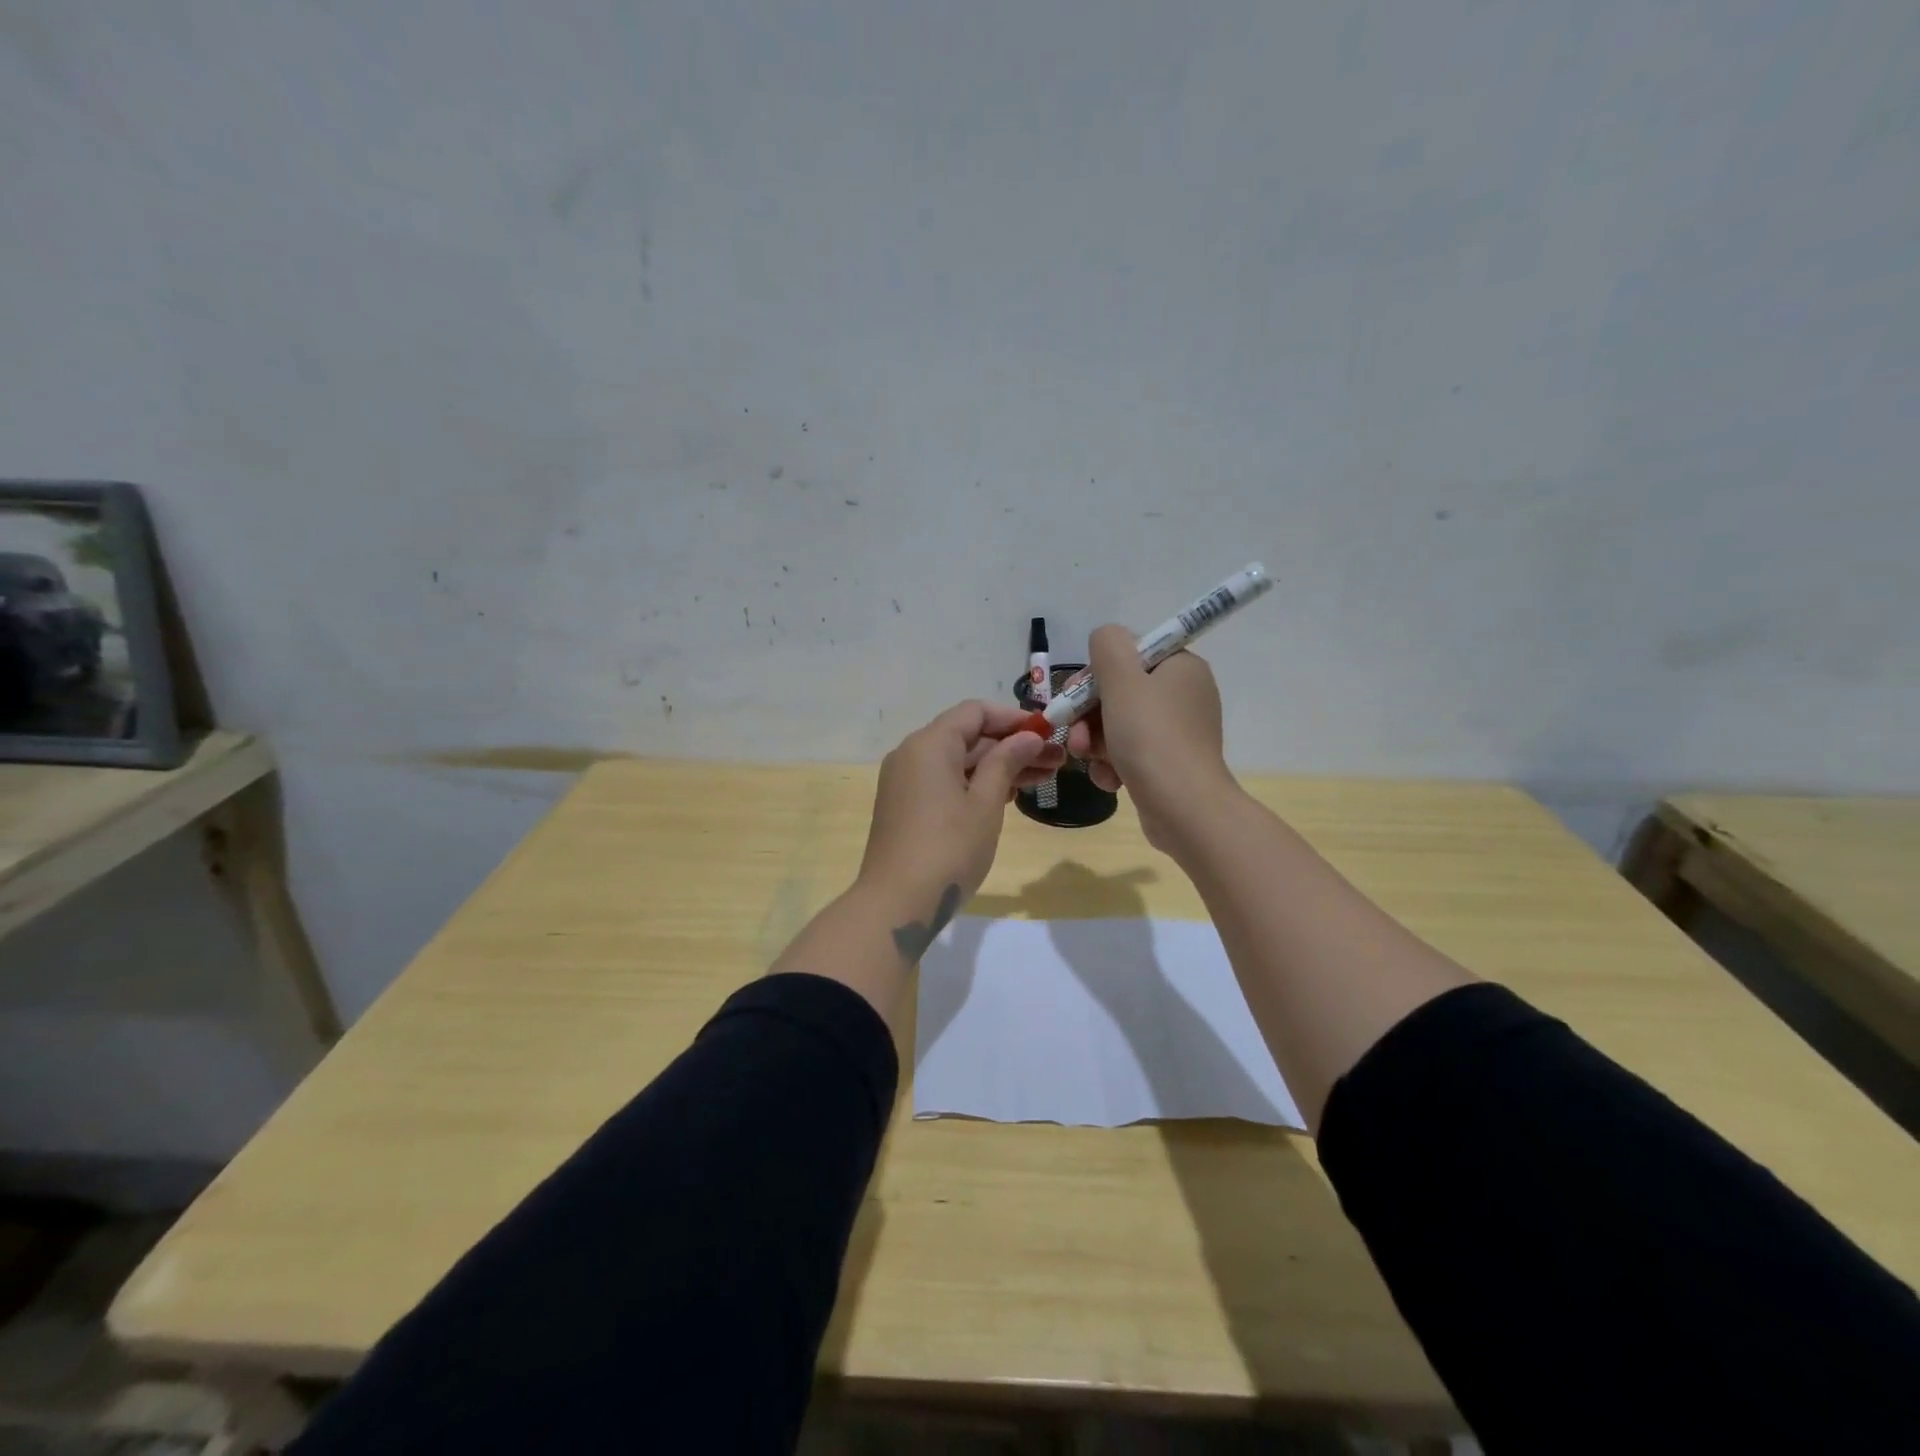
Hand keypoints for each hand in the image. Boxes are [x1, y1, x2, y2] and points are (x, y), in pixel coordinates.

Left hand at [857, 701, 1064, 954]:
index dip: (1014, 719)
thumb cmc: (949, 849)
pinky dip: (975, 784)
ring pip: (958, 761)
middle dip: (1011, 746)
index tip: (1048, 733)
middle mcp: (911, 754)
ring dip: (997, 767)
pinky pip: (944, 781)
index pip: (975, 712)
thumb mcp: (985, 803)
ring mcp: (905, 781)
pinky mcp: (905, 806)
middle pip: (967, 736)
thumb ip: (1006, 762)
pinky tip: (1008, 797)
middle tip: (1055, 761)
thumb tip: (1028, 737)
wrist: (897, 903)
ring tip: (1042, 779)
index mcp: (929, 744)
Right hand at [1065, 624, 1237, 850]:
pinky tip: (1109, 779)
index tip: (1076, 695)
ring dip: (1094, 741)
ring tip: (1085, 759)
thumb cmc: (1151, 737)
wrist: (1184, 808)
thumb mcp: (1122, 680)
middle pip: (1120, 691)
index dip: (1097, 673)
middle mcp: (1184, 694)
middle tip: (1073, 734)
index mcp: (1181, 667)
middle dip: (1088, 714)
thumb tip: (1105, 638)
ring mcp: (1178, 731)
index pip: (1129, 653)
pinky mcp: (1170, 763)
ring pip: (1119, 724)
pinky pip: (1130, 753)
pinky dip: (1113, 764)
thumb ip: (1108, 646)